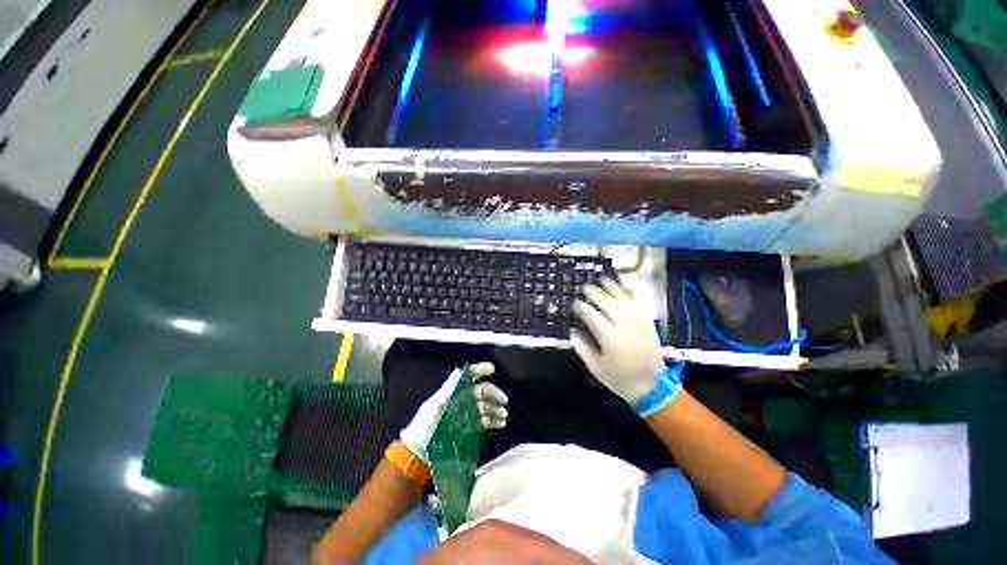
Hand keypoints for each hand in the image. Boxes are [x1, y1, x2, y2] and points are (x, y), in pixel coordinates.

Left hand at [400, 362, 507, 462]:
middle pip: (480, 392)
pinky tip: (500, 423)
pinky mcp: (467, 429)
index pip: (468, 377)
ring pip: (484, 407)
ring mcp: (464, 415)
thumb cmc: (425, 428)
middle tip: (504, 402)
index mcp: (453, 393)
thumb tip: (461, 370)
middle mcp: (460, 401)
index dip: (480, 370)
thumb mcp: (435, 406)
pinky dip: (492, 420)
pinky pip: (483, 421)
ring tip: (504, 416)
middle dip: (493, 394)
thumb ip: (449, 388)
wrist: (417, 457)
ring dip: (495, 408)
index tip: (493, 369)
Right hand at [571, 278, 667, 404]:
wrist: (652, 385)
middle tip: (584, 287)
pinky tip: (623, 286)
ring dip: (610, 286)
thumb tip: (572, 329)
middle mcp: (624, 325)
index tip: (574, 303)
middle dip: (593, 292)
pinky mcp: (647, 321)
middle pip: (606, 301)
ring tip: (601, 279)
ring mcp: (638, 321)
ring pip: (622, 297)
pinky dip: (629, 292)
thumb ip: (582, 347)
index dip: (580, 306)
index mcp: (609, 338)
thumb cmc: (619, 377)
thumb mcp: (595, 367)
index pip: (591, 314)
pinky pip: (637, 301)